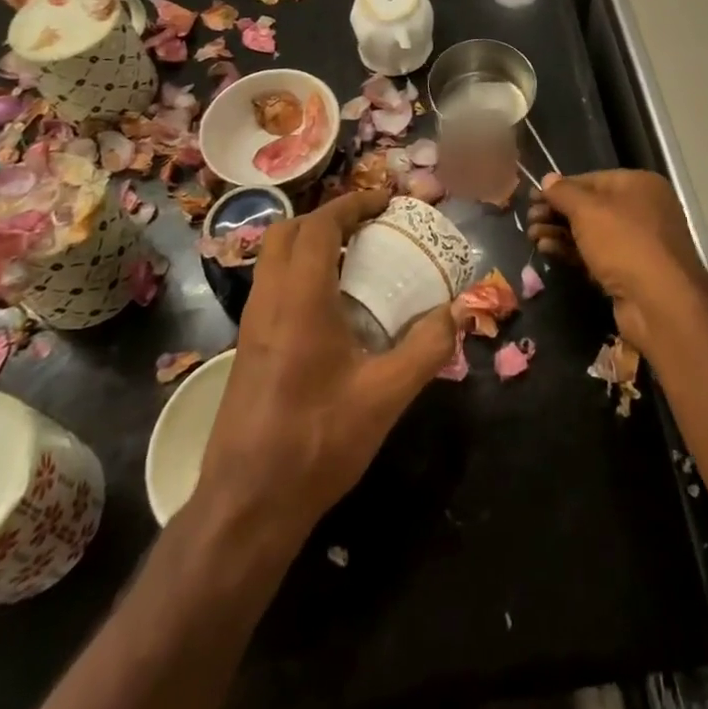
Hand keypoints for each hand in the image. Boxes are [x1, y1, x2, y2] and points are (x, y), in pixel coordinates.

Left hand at [196, 188, 454, 541]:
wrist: (246, 506)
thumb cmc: (316, 442)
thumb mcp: (385, 396)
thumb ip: (427, 348)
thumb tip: (461, 311)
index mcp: (299, 299)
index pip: (319, 225)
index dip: (352, 204)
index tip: (385, 202)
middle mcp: (268, 300)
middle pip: (288, 231)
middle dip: (328, 217)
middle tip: (368, 226)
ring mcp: (250, 324)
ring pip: (274, 258)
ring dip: (311, 244)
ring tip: (354, 258)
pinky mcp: (246, 348)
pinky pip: (271, 285)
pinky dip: (300, 272)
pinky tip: (331, 307)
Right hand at [526, 170, 706, 350]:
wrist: (660, 302)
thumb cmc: (624, 242)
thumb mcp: (588, 210)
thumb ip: (564, 192)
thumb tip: (547, 178)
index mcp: (639, 184)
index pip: (591, 179)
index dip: (560, 188)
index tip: (532, 197)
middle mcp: (643, 209)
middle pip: (590, 207)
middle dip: (557, 213)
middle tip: (529, 220)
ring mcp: (639, 243)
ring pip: (591, 233)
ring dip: (560, 233)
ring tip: (532, 237)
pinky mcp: (630, 272)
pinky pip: (596, 255)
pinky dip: (572, 252)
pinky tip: (547, 251)